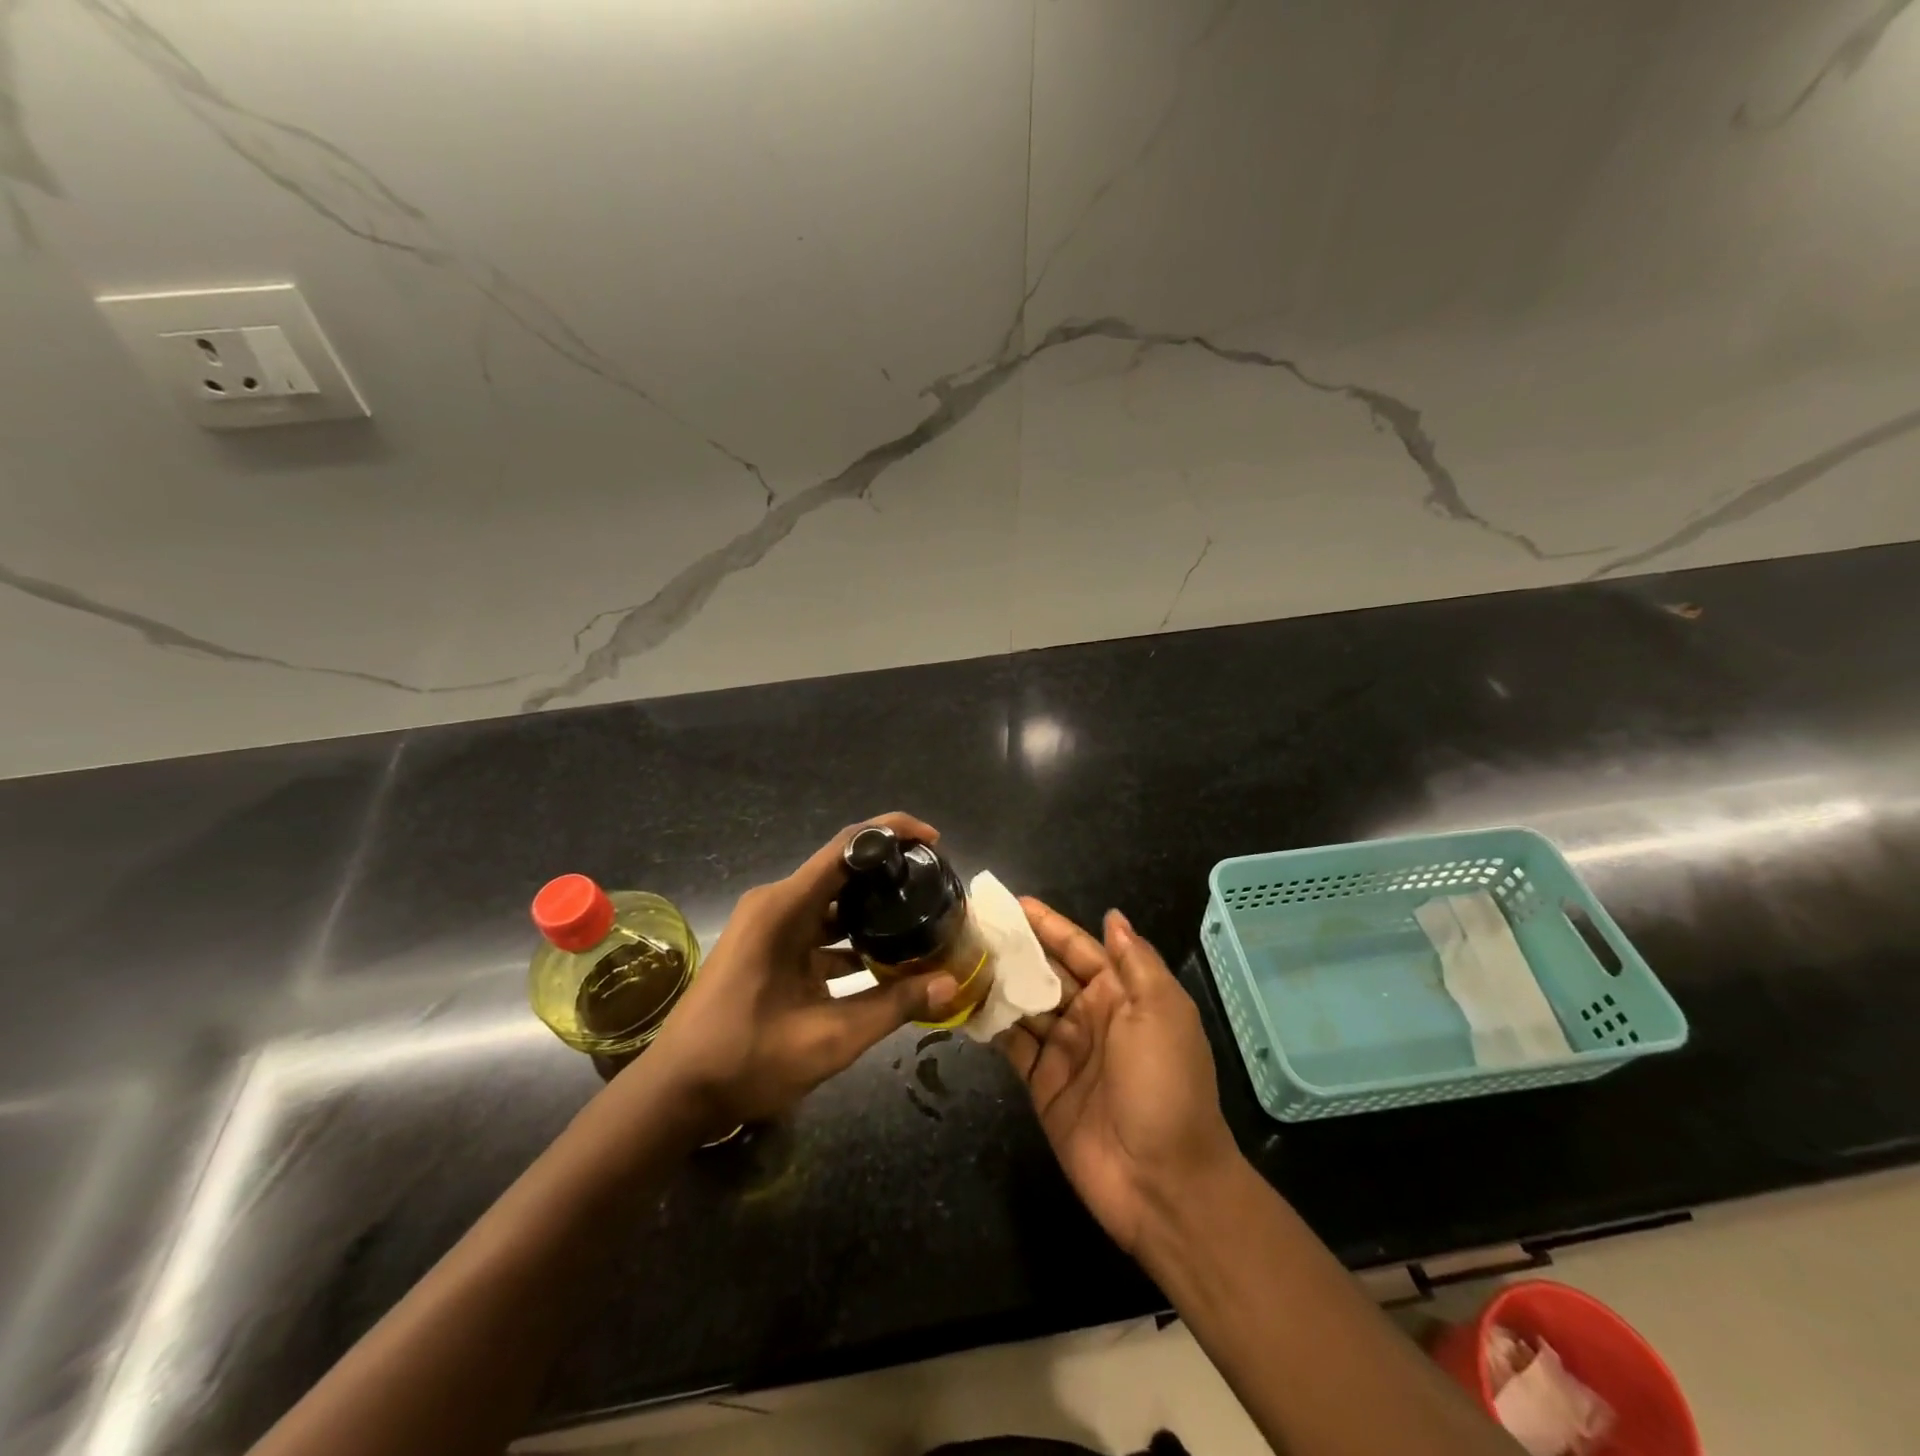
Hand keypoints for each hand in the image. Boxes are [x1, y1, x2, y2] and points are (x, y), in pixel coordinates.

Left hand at [642, 813, 959, 1129]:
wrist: (675, 1095)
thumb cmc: (747, 1059)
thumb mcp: (830, 1038)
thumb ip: (893, 1006)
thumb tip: (950, 984)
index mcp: (784, 907)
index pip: (847, 845)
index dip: (893, 832)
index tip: (934, 842)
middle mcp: (775, 904)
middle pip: (843, 870)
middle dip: (889, 874)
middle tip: (935, 888)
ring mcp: (767, 926)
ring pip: (831, 903)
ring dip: (871, 912)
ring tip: (920, 921)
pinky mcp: (766, 949)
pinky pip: (816, 929)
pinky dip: (849, 939)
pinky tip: (883, 962)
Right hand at [997, 900, 1239, 1253]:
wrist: (1163, 1182)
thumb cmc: (1166, 1084)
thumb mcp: (1162, 1012)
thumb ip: (1135, 962)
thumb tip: (1113, 916)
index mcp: (1122, 995)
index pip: (1079, 948)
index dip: (1048, 925)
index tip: (1013, 902)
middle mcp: (1091, 1016)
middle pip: (1045, 972)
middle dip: (1014, 948)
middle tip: (971, 924)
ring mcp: (1064, 1051)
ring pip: (1024, 1004)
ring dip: (996, 981)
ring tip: (957, 955)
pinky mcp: (1042, 1083)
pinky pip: (1012, 1044)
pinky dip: (990, 1024)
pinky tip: (963, 1002)